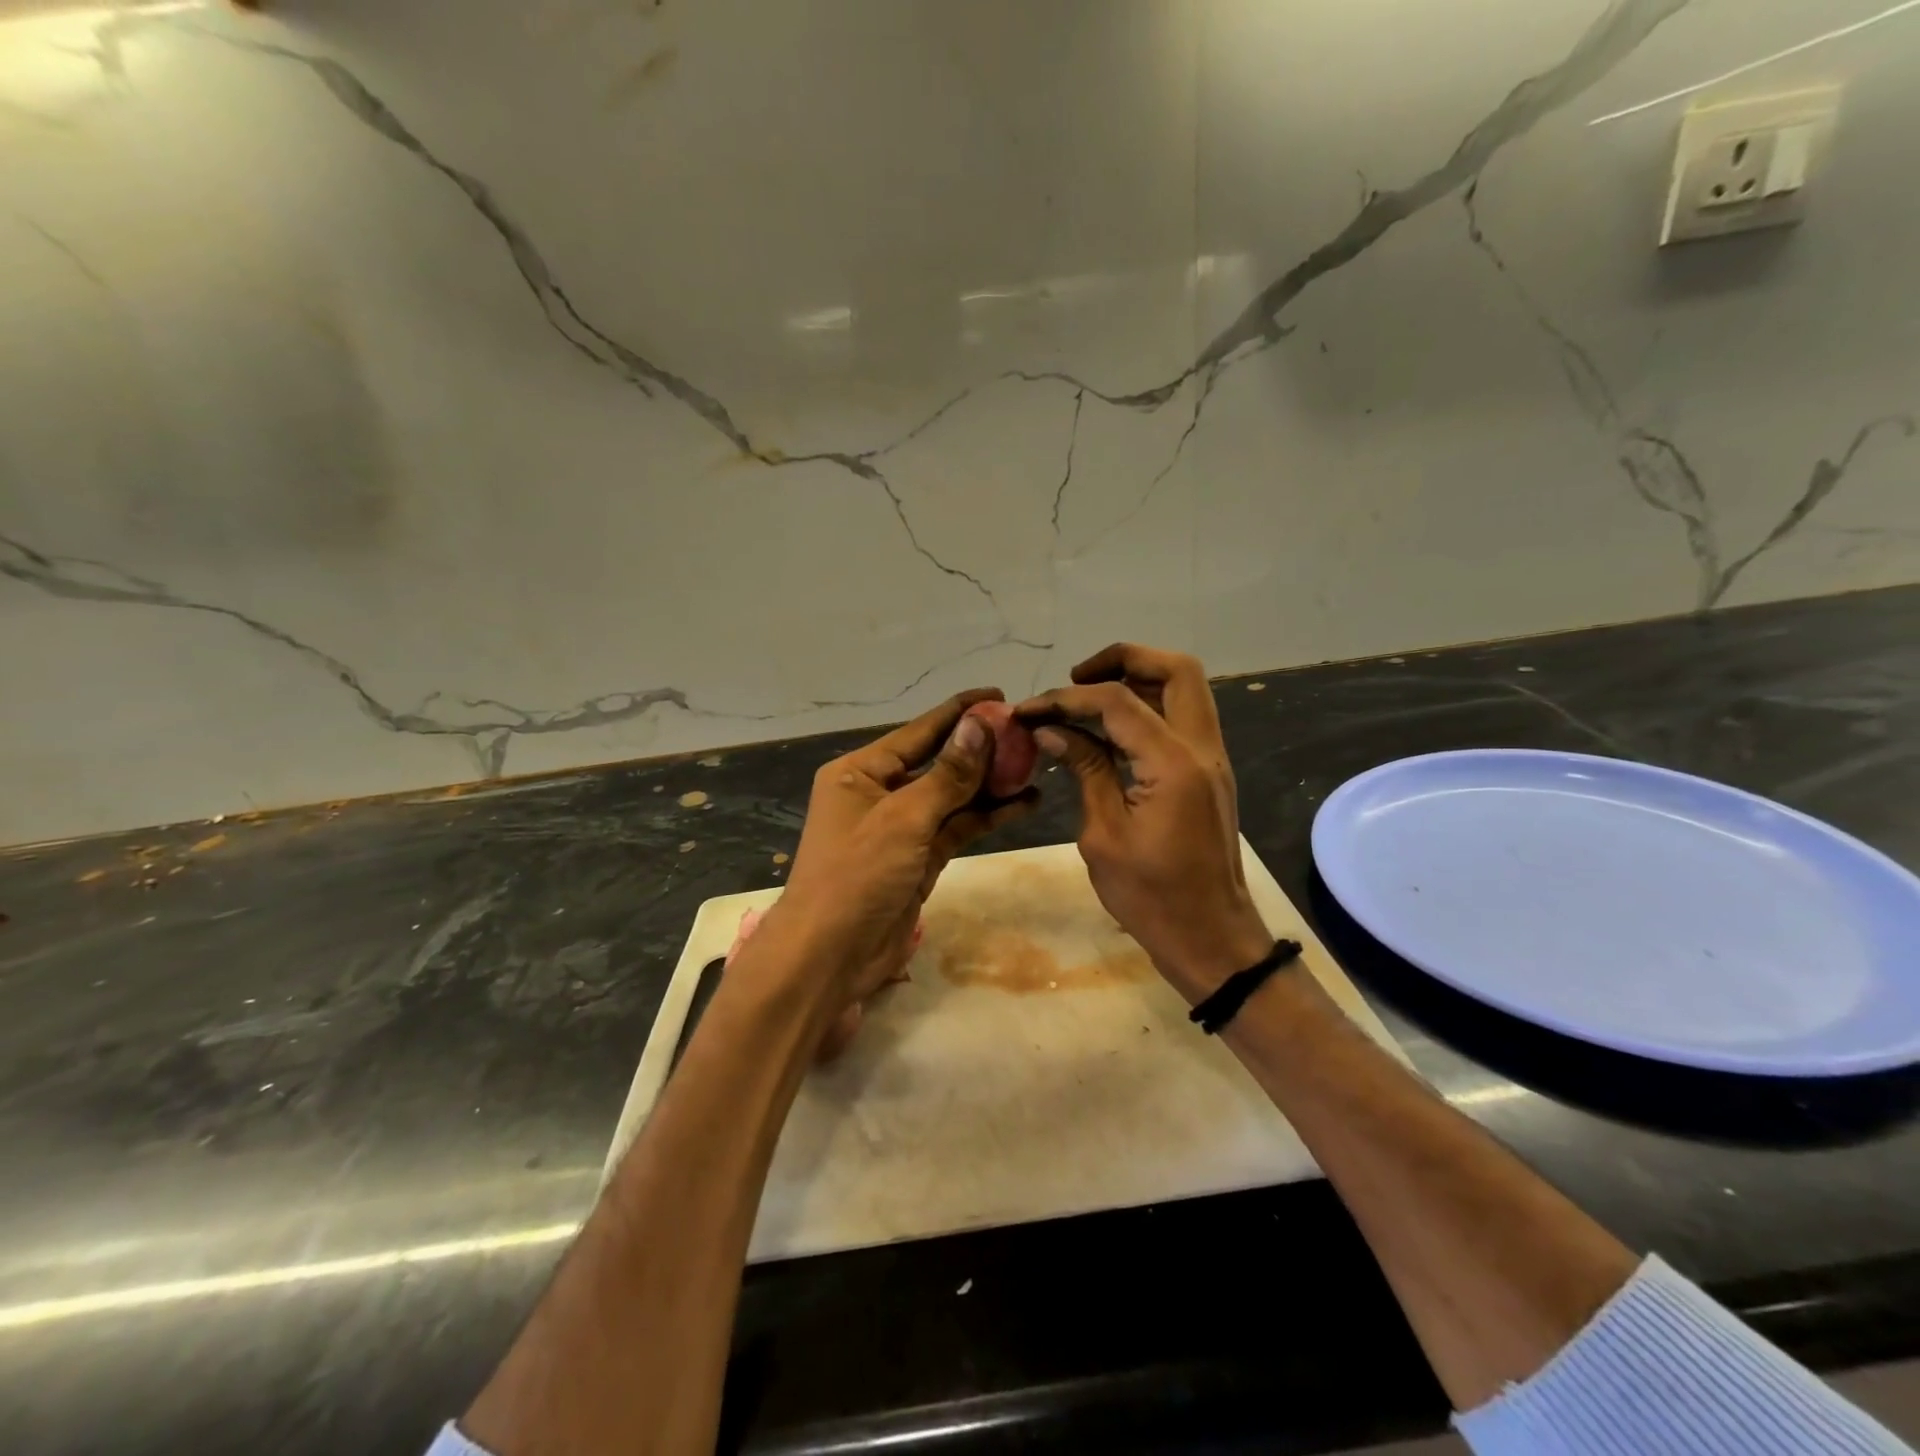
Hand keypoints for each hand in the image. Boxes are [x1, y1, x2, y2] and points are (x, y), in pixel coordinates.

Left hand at [750, 689, 1035, 1051]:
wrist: (830, 956)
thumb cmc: (857, 874)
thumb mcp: (903, 818)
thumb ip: (948, 774)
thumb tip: (981, 723)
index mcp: (860, 772)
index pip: (918, 732)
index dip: (959, 712)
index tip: (998, 695)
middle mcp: (880, 793)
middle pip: (939, 762)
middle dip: (981, 749)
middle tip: (1028, 734)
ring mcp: (901, 828)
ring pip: (953, 796)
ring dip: (990, 784)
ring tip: (1035, 765)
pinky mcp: (920, 859)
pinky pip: (957, 827)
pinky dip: (988, 816)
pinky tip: (1024, 803)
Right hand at [1017, 644, 1270, 1001]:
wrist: (1211, 937)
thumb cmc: (1150, 897)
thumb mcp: (1103, 835)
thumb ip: (1084, 769)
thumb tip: (1051, 730)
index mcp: (1173, 765)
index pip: (1117, 702)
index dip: (1066, 698)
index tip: (1028, 711)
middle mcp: (1202, 749)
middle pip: (1175, 669)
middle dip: (1122, 660)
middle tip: (1076, 679)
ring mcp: (1212, 759)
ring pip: (1185, 688)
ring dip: (1138, 680)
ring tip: (1087, 701)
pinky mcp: (1209, 773)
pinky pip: (1184, 717)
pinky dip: (1148, 707)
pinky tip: (1109, 731)